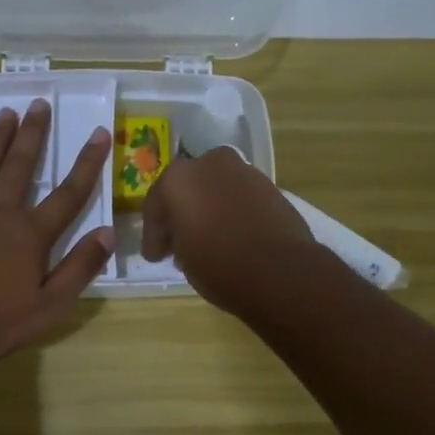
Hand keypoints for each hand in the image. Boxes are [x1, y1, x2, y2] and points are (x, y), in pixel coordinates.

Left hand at [0, 99, 114, 361]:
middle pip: (21, 164)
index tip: (98, 134)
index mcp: (31, 233)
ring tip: (7, 113)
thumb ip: (80, 268)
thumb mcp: (50, 306)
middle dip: (34, 133)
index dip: (87, 162)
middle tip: (40, 103)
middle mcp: (0, 210)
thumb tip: (108, 232)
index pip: (69, 192)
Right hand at [141, 146, 314, 313]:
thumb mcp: (183, 260)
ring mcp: (244, 171)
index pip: (156, 205)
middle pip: (188, 187)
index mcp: (178, 178)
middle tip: (179, 242)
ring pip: (216, 188)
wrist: (281, 271)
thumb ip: (178, 240)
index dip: (154, 235)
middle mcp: (210, 164)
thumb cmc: (219, 266)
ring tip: (209, 239)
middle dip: (182, 212)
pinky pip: (240, 196)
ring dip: (209, 208)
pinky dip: (233, 210)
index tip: (156, 256)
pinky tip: (233, 233)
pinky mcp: (270, 185)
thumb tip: (185, 238)